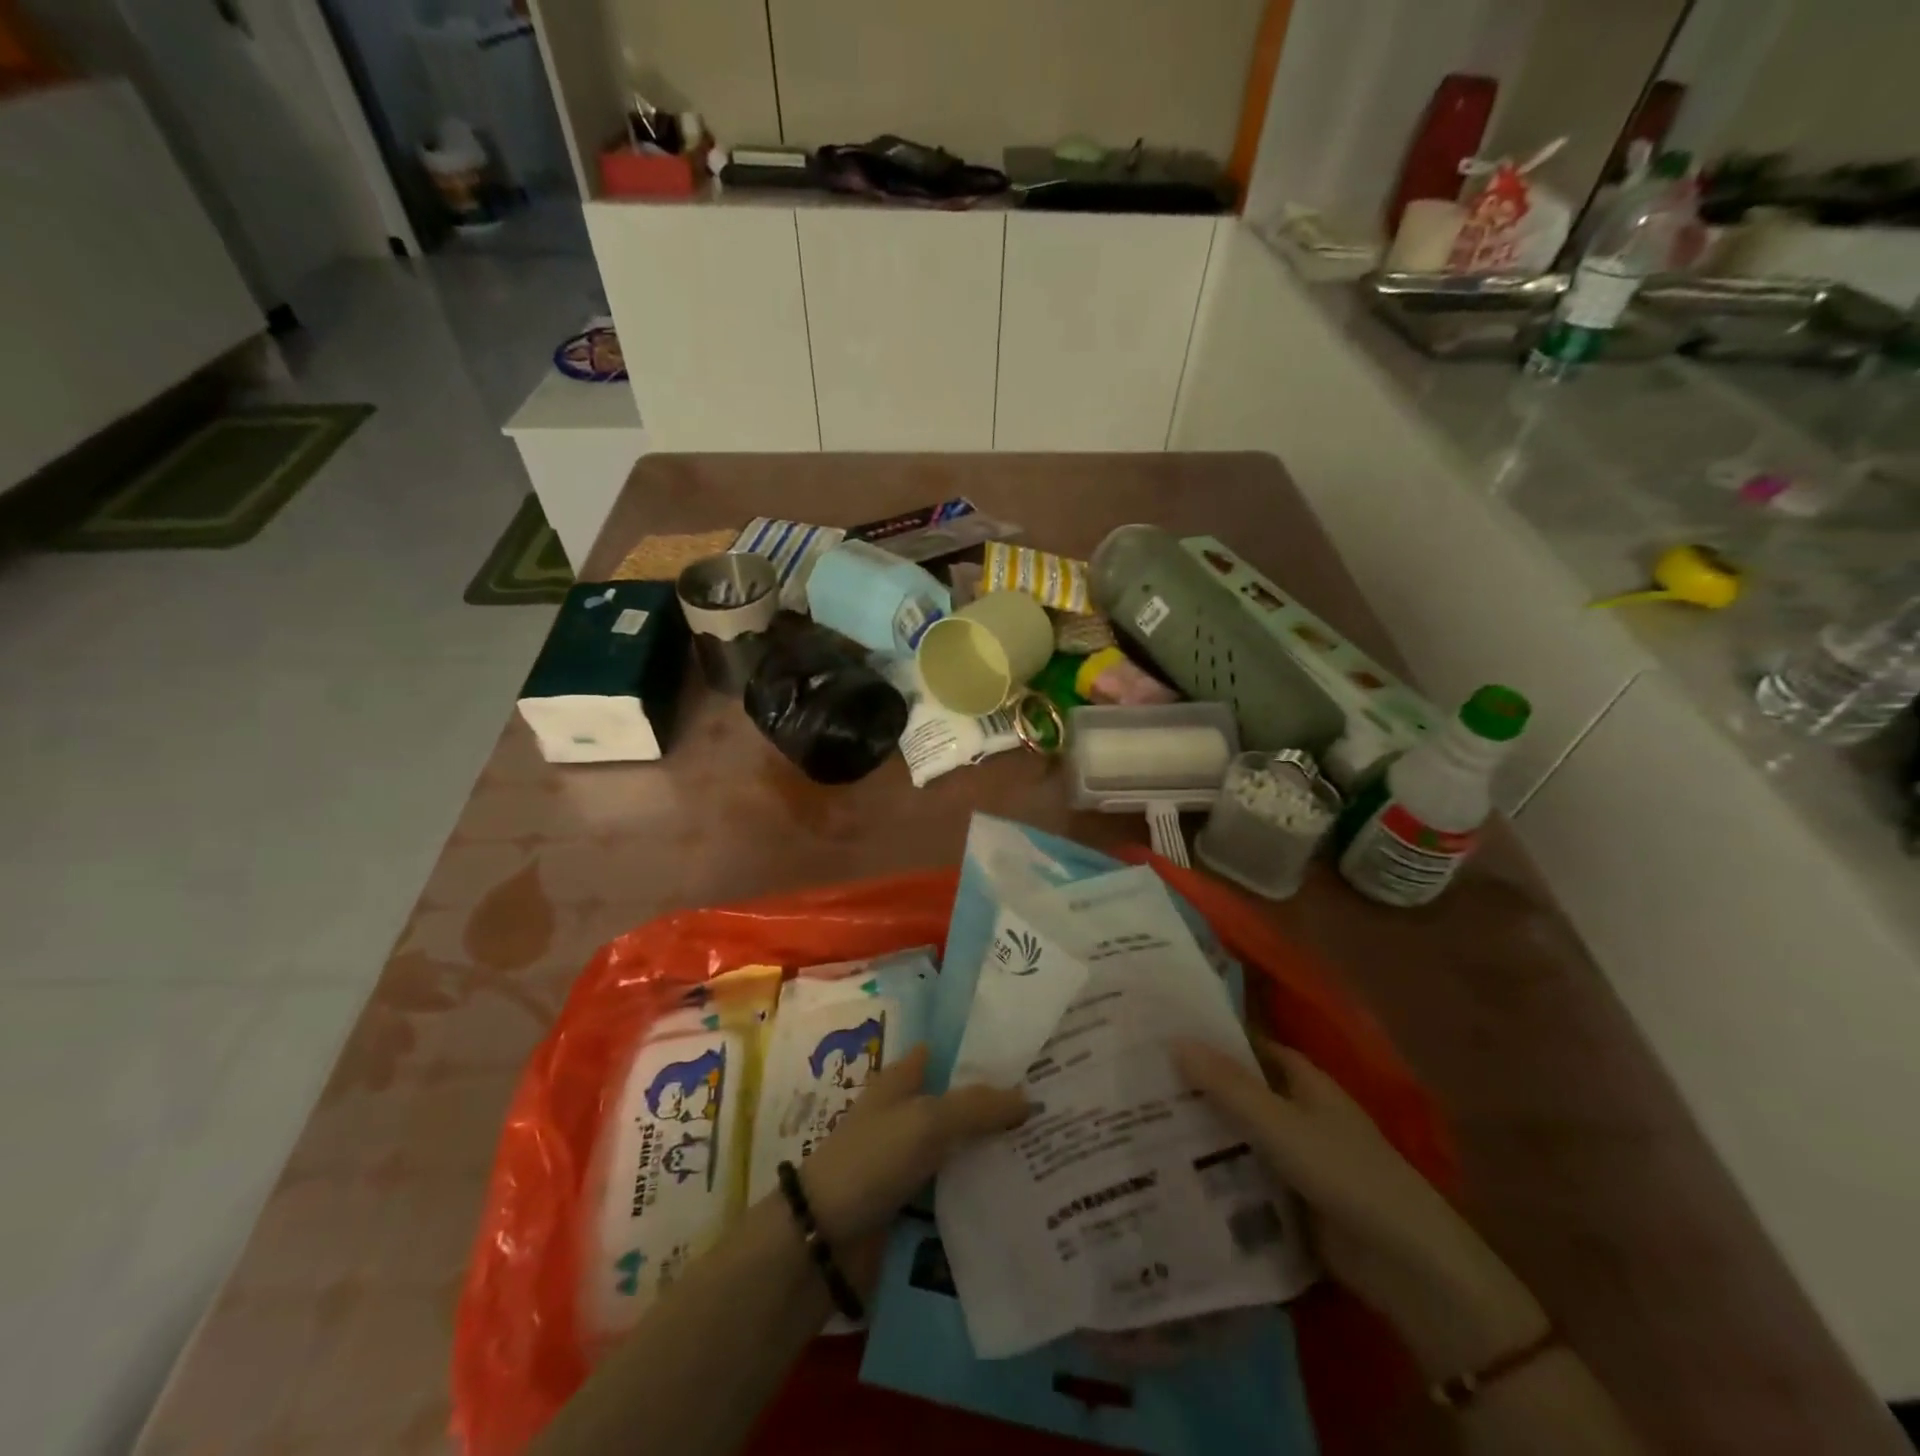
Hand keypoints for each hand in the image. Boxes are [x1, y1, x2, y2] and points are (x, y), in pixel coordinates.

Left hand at [799, 1044, 1028, 1253]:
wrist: (822, 1240)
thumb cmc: (870, 1161)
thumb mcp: (926, 1122)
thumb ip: (977, 1107)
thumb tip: (1029, 1099)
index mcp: (901, 1080)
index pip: (949, 1055)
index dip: (985, 1055)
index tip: (1031, 1061)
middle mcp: (906, 1112)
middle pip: (960, 1103)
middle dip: (999, 1107)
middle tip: (1056, 1109)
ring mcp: (908, 1158)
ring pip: (961, 1146)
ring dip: (993, 1151)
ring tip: (1051, 1151)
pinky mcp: (911, 1200)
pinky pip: (954, 1186)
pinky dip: (979, 1187)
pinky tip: (1019, 1193)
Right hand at [1173, 1037, 1547, 1377]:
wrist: (1405, 1265)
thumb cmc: (1345, 1174)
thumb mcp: (1280, 1124)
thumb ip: (1228, 1085)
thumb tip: (1175, 1039)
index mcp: (1304, 1081)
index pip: (1250, 1046)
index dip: (1213, 1036)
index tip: (1164, 1030)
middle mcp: (1298, 1111)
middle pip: (1240, 1089)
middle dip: (1198, 1084)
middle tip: (1138, 1075)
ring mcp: (1294, 1156)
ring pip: (1238, 1132)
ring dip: (1202, 1129)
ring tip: (1139, 1119)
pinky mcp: (1290, 1197)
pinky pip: (1244, 1173)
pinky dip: (1215, 1169)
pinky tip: (1170, 1168)